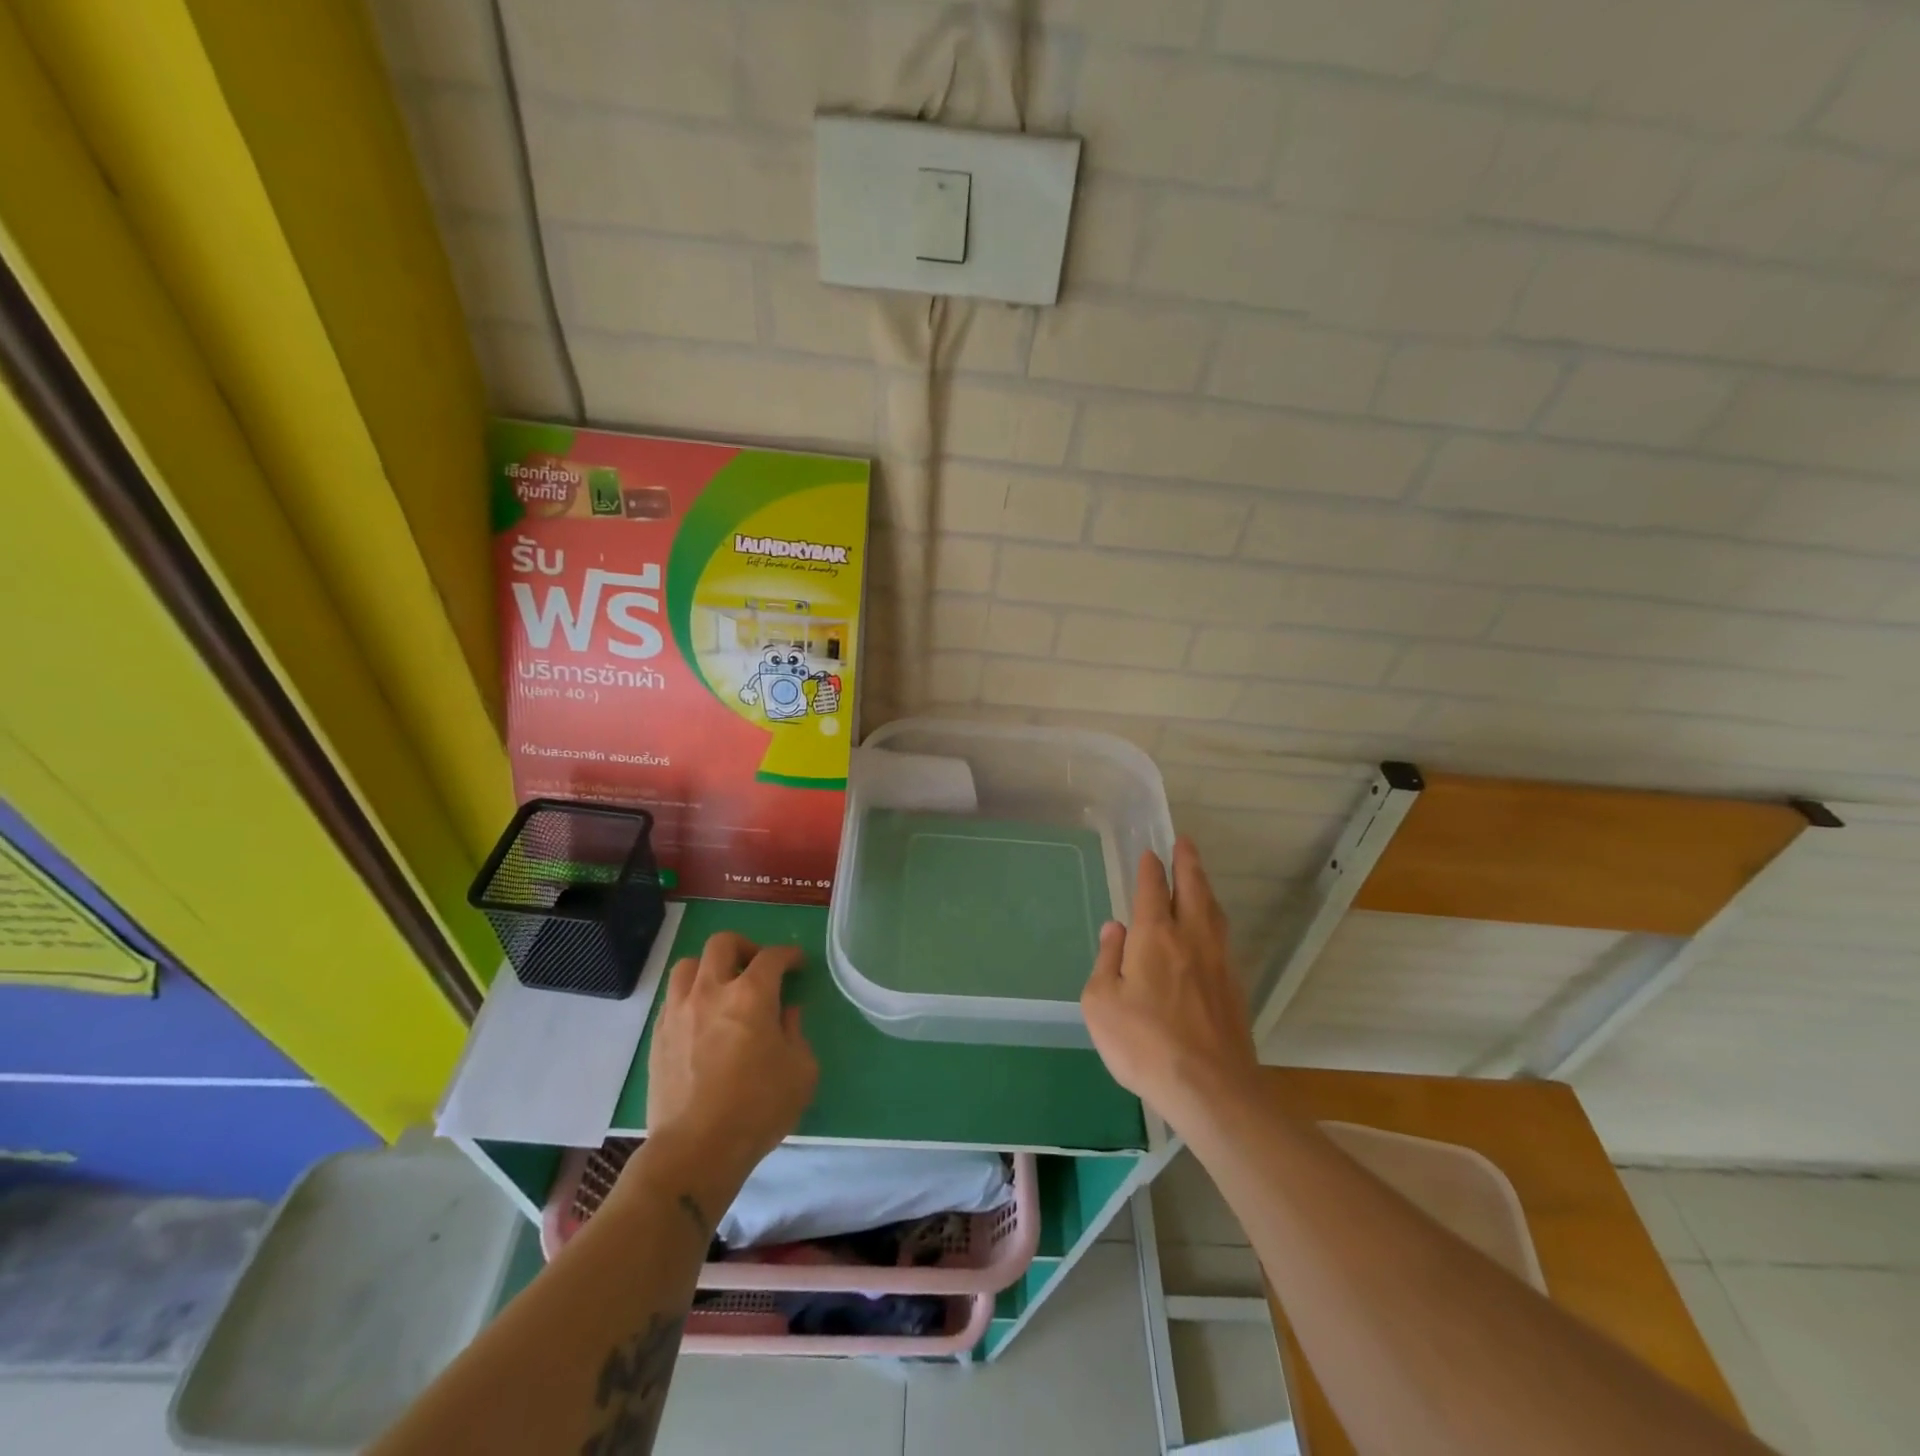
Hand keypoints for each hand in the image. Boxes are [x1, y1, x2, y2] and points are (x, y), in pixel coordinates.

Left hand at [642, 933, 817, 1188]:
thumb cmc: (757, 1109)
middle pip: (722, 944)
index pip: (772, 956)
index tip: (797, 963)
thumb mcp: (800, 1071)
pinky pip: (672, 997)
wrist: (696, 1150)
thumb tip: (786, 1013)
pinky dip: (690, 996)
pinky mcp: (658, 1036)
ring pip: (688, 965)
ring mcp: (679, 1012)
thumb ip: (796, 1033)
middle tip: (757, 968)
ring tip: (722, 988)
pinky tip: (701, 1018)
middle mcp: (711, 991)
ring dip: (709, 968)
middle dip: (745, 947)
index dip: (789, 955)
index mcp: (751, 995)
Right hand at [1081, 838, 1258, 1129]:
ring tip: (1199, 878)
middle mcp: (1191, 938)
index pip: (1153, 890)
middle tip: (1185, 843)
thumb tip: (1114, 928)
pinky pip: (1222, 937)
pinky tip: (1211, 929)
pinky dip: (1214, 919)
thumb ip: (1106, 960)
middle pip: (1193, 889)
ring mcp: (1218, 962)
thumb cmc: (1144, 1042)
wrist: (1210, 1087)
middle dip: (1187, 863)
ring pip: (1213, 911)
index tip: (1150, 852)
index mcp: (1155, 936)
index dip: (1151, 869)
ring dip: (1205, 887)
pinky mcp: (1234, 987)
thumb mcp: (1101, 1002)